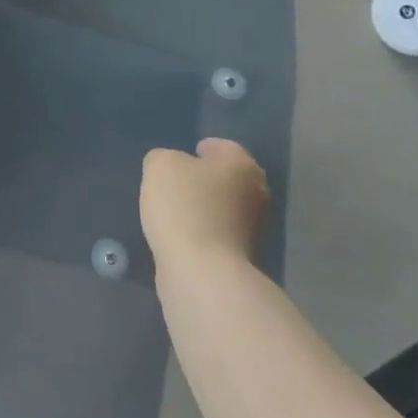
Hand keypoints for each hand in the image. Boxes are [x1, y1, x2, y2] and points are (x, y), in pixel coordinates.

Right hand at [140, 138, 268, 271]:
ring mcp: (253, 228)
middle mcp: (256, 193)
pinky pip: (219, 233)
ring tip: (177, 209)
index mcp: (242, 165)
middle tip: (179, 181)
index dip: (204, 148)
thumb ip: (163, 157)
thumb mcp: (160, 165)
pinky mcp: (242, 256)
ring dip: (207, 206)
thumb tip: (171, 167)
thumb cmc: (184, 206)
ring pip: (226, 206)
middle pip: (229, 178)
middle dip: (208, 178)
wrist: (201, 270)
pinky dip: (204, 230)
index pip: (224, 147)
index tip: (185, 155)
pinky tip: (183, 234)